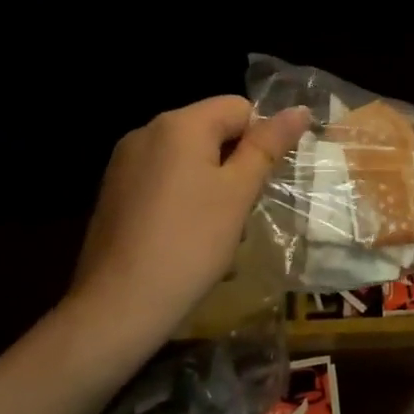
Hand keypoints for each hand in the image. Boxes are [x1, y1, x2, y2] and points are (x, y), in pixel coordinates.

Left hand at [72, 96, 309, 347]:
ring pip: (187, 157)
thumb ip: (267, 146)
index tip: (263, 182)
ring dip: (211, 182)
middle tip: (243, 208)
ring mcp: (124, 163)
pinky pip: (162, 179)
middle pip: (210, 129)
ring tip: (216, 228)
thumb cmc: (190, 243)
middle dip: (235, 162)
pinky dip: (182, 197)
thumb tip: (300, 110)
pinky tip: (184, 236)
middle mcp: (147, 131)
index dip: (260, 139)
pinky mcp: (113, 192)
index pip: (238, 107)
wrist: (118, 306)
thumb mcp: (238, 193)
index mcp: (179, 124)